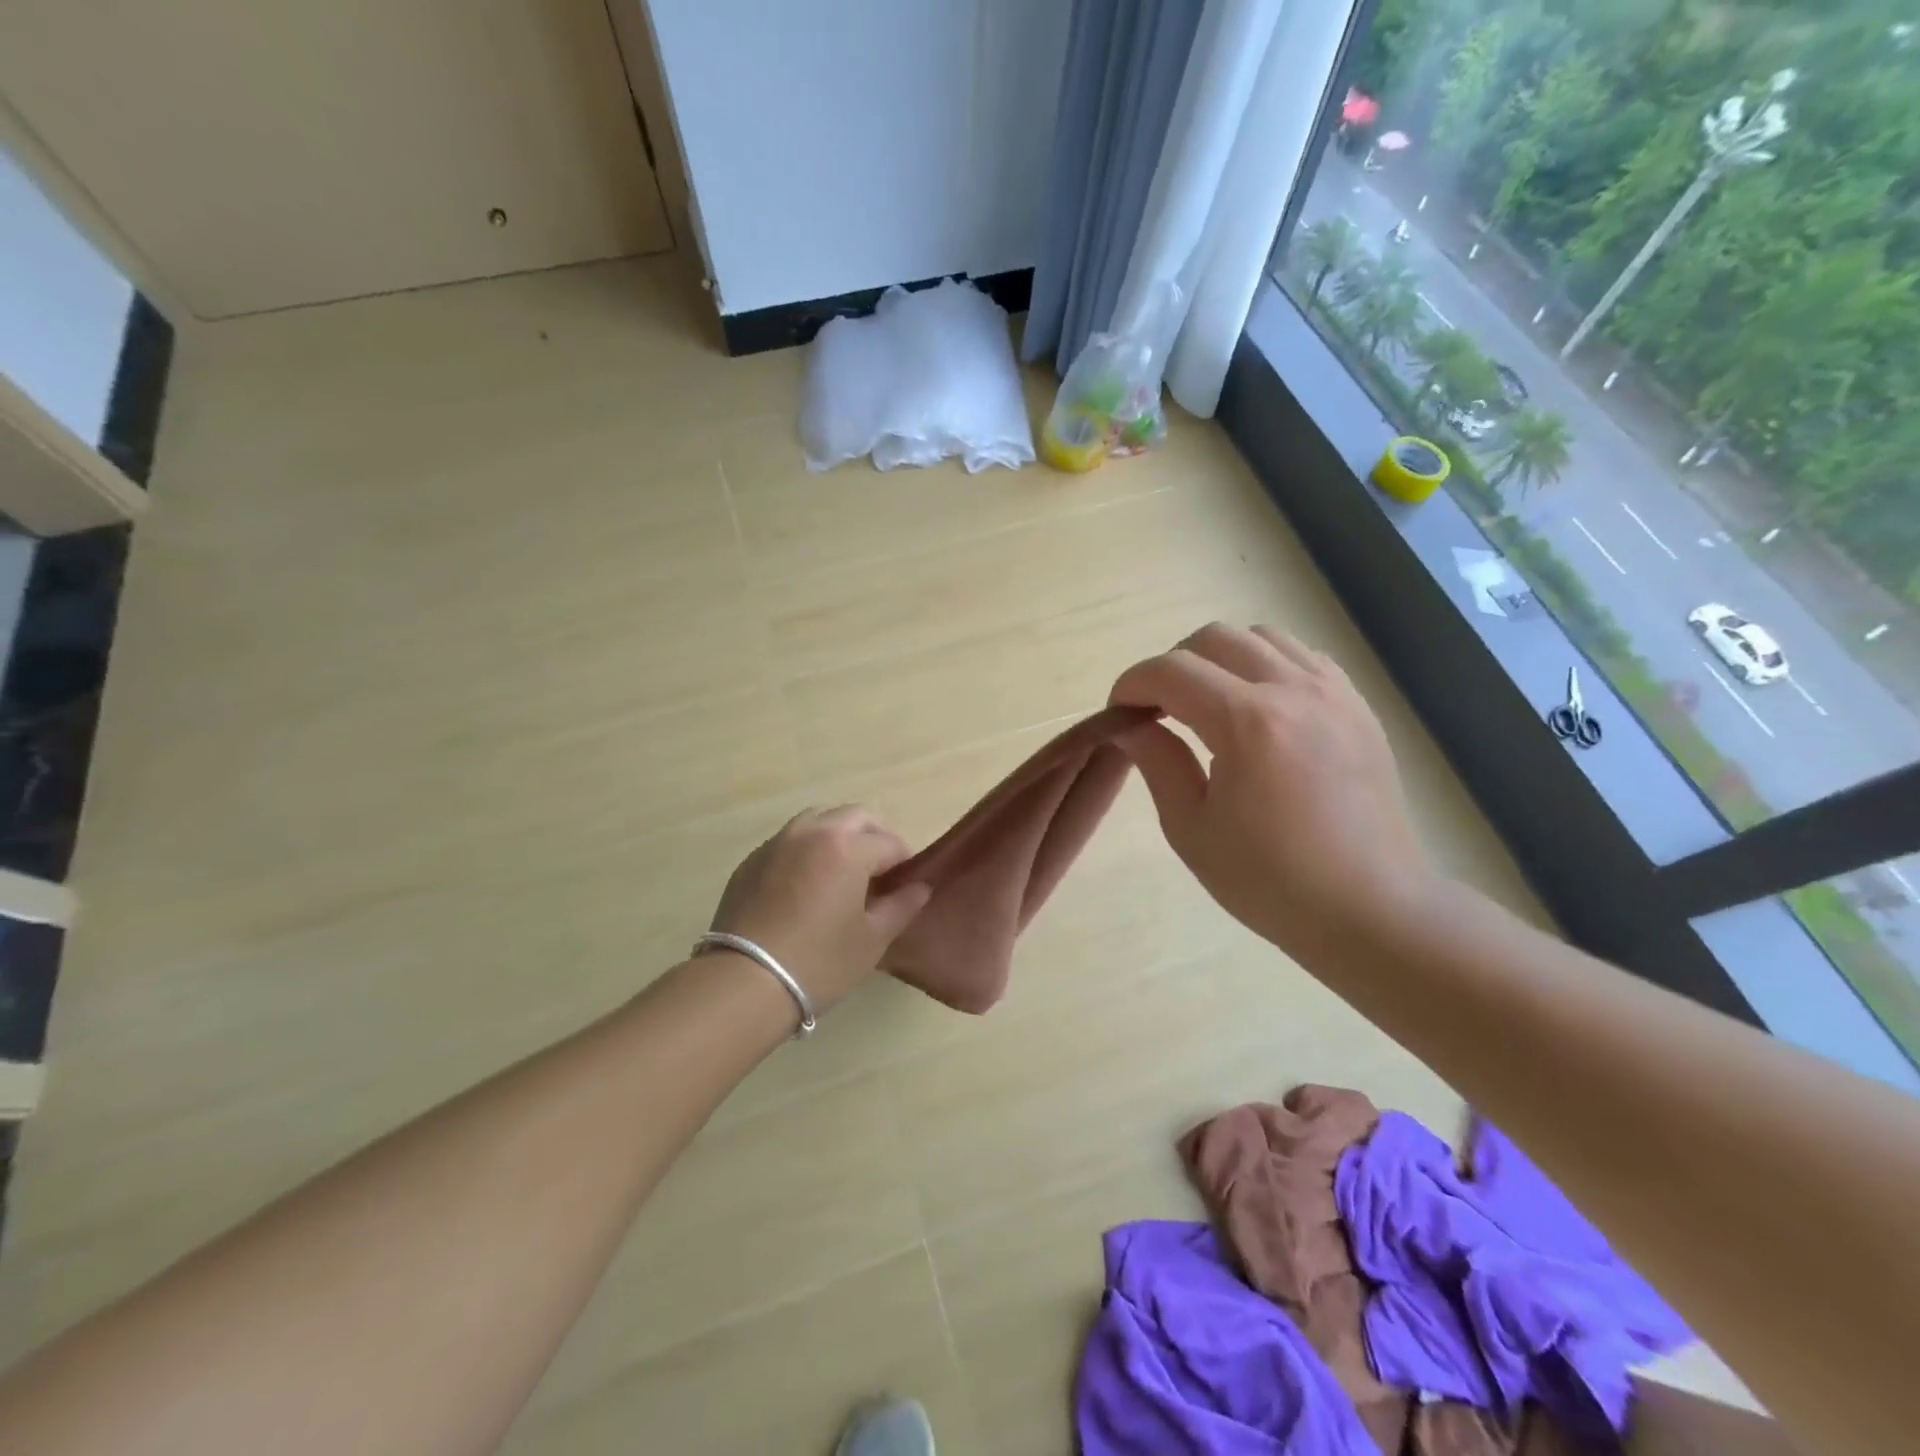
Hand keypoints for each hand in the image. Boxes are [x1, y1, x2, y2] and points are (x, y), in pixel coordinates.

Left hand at [709, 806, 932, 1012]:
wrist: (744, 982)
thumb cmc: (819, 962)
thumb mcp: (871, 939)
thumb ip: (901, 906)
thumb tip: (920, 887)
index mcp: (847, 847)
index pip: (890, 843)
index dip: (905, 862)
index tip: (906, 885)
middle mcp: (813, 832)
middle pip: (856, 816)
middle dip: (875, 836)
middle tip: (880, 871)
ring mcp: (778, 842)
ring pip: (819, 819)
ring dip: (839, 835)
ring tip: (843, 872)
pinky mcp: (752, 860)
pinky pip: (790, 840)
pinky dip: (808, 849)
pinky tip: (807, 885)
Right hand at [1109, 623, 1435, 959]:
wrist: (1370, 909)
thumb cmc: (1271, 881)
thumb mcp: (1191, 829)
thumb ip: (1156, 762)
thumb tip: (1127, 724)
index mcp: (1248, 723)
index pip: (1171, 671)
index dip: (1132, 684)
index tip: (1118, 712)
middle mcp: (1294, 690)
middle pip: (1214, 638)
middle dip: (1172, 665)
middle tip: (1159, 710)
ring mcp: (1334, 693)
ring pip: (1261, 637)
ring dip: (1221, 659)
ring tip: (1209, 705)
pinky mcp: (1358, 707)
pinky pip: (1303, 657)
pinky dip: (1266, 667)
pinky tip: (1258, 710)